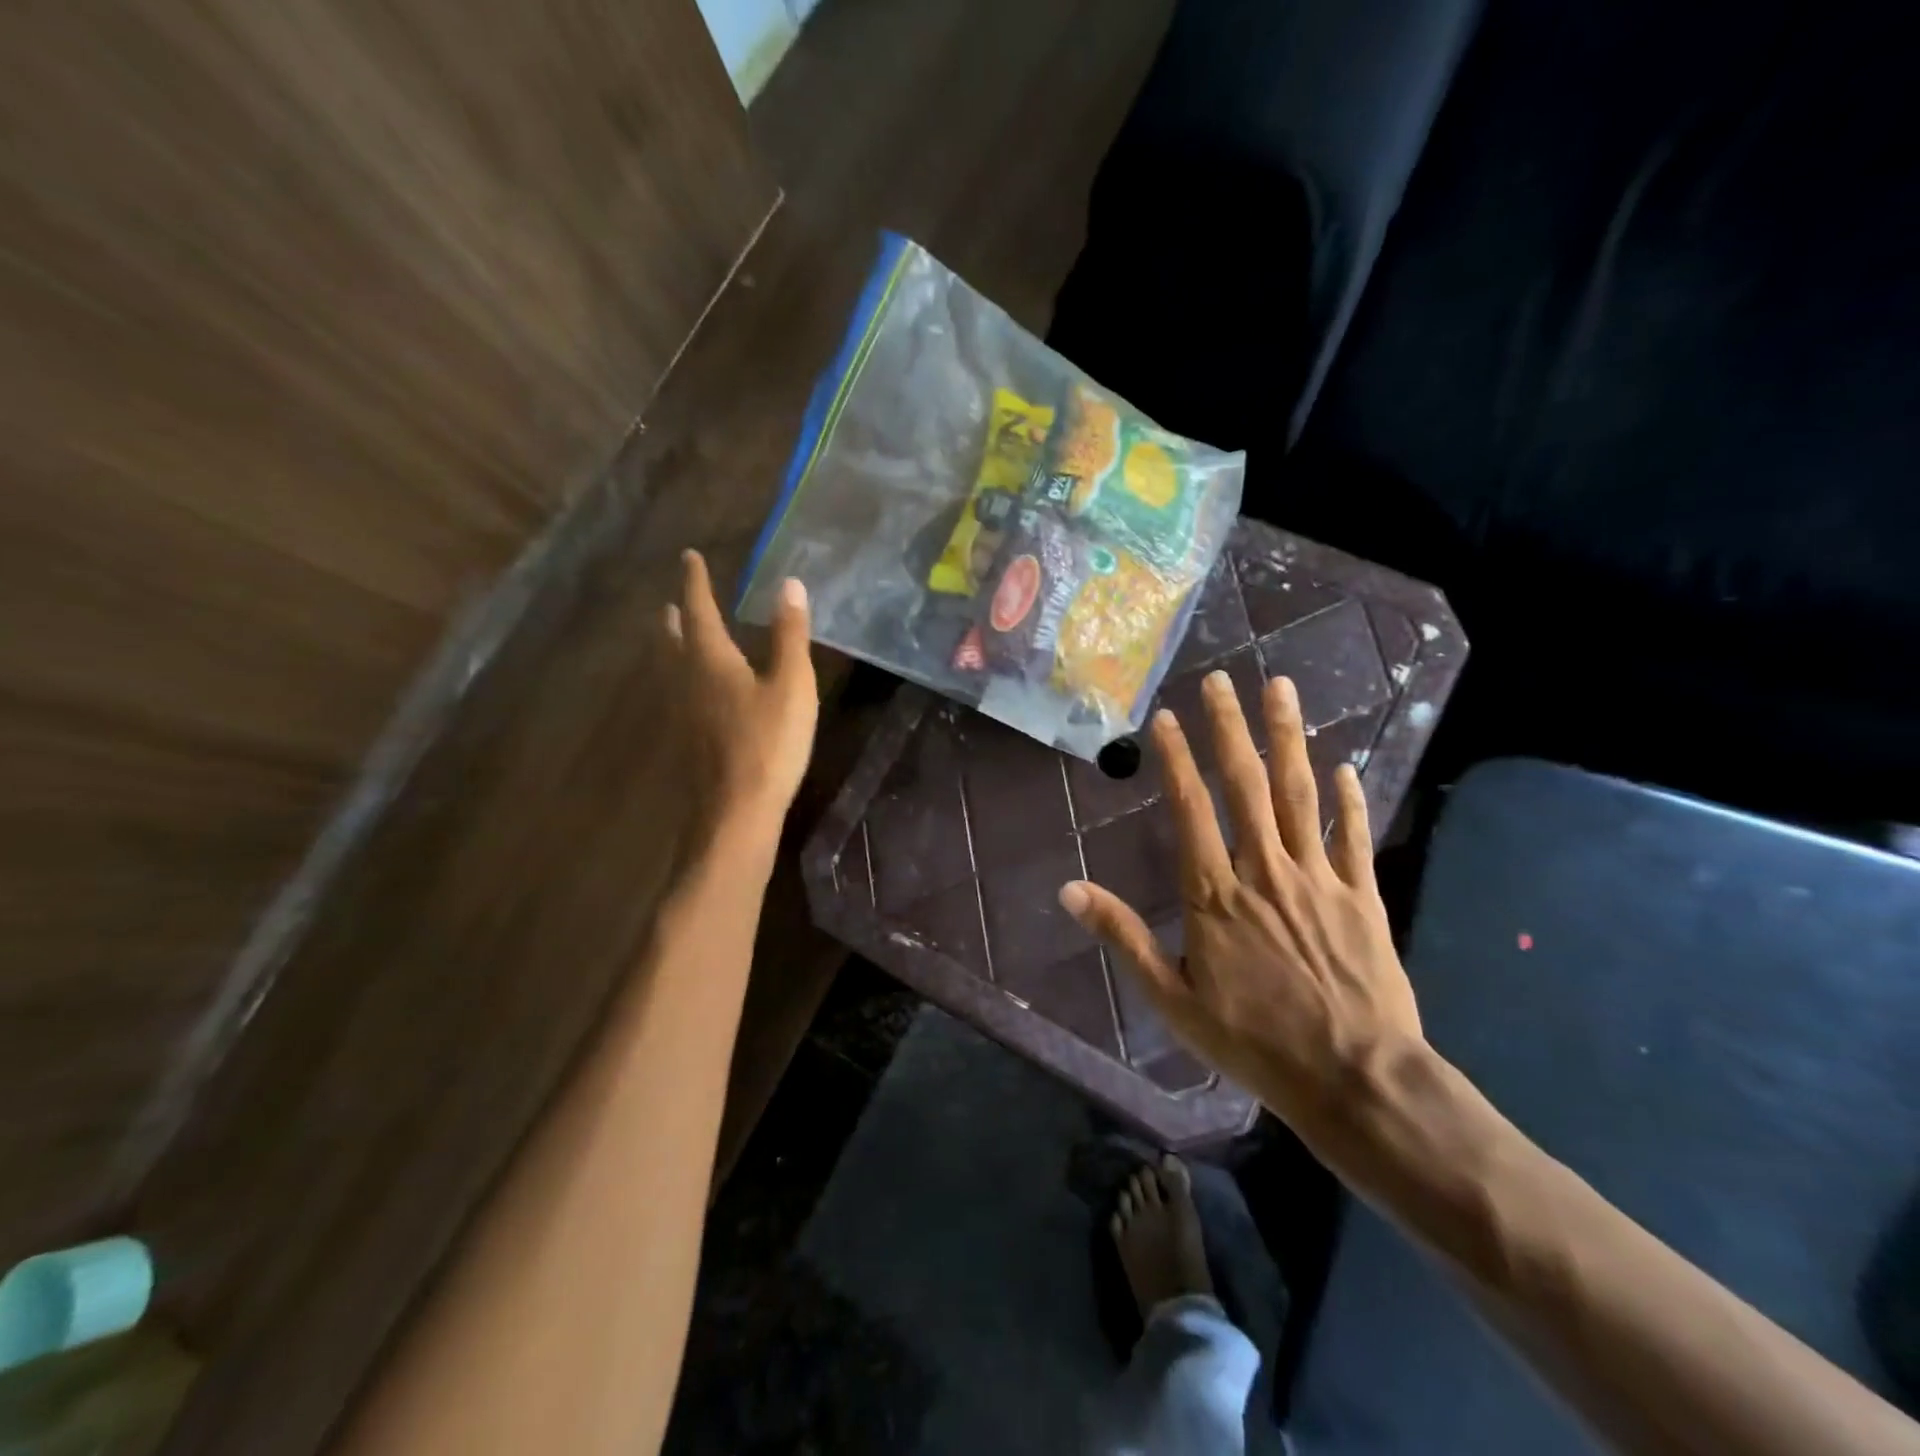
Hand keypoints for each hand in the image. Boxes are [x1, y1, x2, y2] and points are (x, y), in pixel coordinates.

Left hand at [665, 550, 817, 841]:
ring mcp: (682, 714)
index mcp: (711, 661)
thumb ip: (790, 636)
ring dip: (672, 647)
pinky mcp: (687, 741)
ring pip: (671, 669)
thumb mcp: (792, 686)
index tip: (689, 556)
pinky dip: (682, 679)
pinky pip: (678, 695)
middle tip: (674, 600)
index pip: (698, 610)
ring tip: (674, 636)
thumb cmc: (769, 745)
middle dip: (676, 616)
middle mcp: (687, 681)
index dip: (695, 582)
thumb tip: (789, 584)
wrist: (737, 813)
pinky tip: (693, 693)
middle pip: (673, 640)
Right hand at [1059, 672, 1422, 1142]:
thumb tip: (1069, 891)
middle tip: (1221, 680)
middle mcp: (1265, 871)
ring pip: (1300, 794)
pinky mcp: (1362, 896)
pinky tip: (1342, 766)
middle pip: (1246, 785)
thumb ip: (1123, 937)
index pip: (1191, 809)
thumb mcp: (1172, 999)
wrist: (1355, 1078)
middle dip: (1230, 728)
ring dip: (1288, 738)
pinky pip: (1353, 836)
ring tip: (1282, 689)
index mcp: (1215, 895)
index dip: (1177, 759)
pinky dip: (1348, 799)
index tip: (1166, 718)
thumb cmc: (1254, 1041)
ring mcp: (1318, 878)